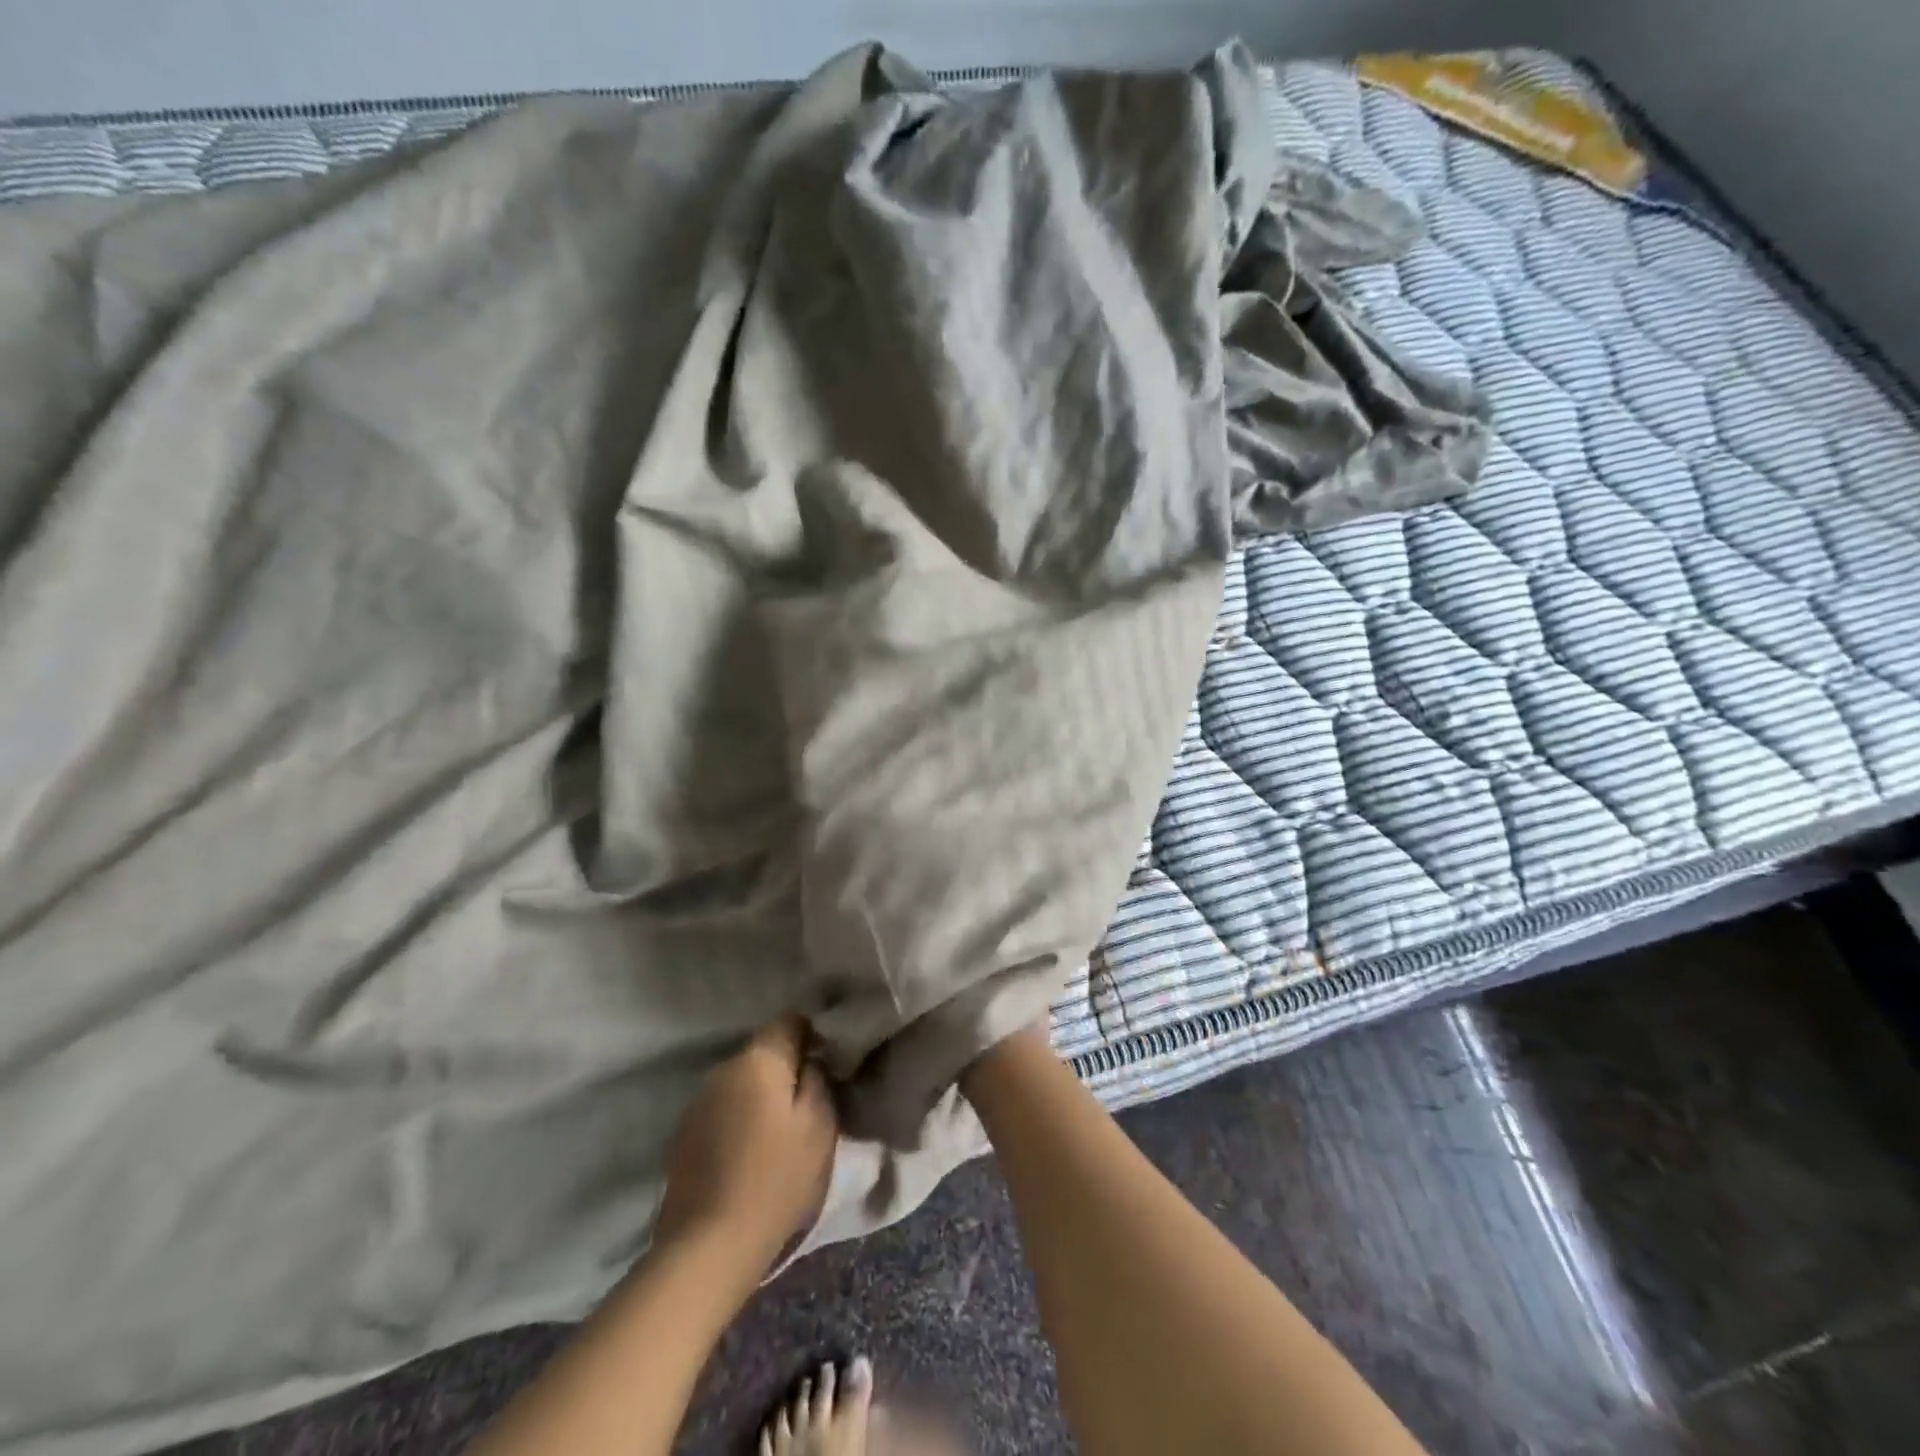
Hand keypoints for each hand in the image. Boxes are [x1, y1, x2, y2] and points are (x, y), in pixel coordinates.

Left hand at [654, 1015, 838, 1274]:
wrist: (708, 1248)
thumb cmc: (776, 1180)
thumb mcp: (820, 1126)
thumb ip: (818, 1079)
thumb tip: (810, 1059)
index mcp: (758, 1059)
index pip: (789, 1021)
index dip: (812, 1035)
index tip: (826, 1062)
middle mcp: (723, 1069)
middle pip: (763, 1053)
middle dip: (785, 1070)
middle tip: (807, 1104)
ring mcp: (697, 1103)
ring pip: (741, 1083)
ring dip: (760, 1097)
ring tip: (777, 1133)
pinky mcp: (682, 1137)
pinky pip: (722, 1111)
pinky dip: (738, 1121)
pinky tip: (748, 1154)